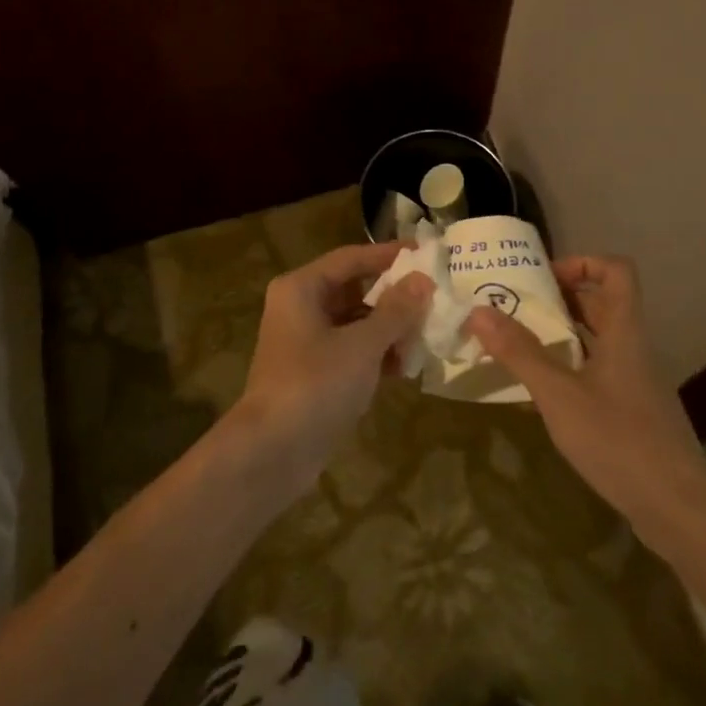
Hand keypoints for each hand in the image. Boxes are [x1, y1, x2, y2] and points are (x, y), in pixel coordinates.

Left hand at [230, 242, 431, 496]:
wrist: (272, 452)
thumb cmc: (316, 384)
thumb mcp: (362, 345)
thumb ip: (395, 311)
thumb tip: (423, 279)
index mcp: (302, 288)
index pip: (351, 258)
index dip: (388, 254)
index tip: (425, 253)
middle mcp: (300, 306)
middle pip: (354, 289)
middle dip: (393, 297)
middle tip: (433, 298)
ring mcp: (305, 341)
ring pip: (354, 322)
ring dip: (388, 329)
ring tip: (426, 335)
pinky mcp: (313, 372)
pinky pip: (350, 350)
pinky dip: (375, 354)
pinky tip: (405, 366)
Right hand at [465, 255, 705, 535]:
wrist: (680, 512)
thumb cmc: (619, 440)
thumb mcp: (559, 394)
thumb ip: (520, 352)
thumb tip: (478, 310)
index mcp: (624, 331)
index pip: (616, 271)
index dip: (582, 262)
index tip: (544, 279)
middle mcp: (634, 348)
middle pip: (602, 304)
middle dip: (559, 300)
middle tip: (516, 308)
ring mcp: (637, 383)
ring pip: (599, 340)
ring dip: (562, 335)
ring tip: (519, 344)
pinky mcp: (634, 414)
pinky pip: (599, 373)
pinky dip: (571, 369)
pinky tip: (543, 392)